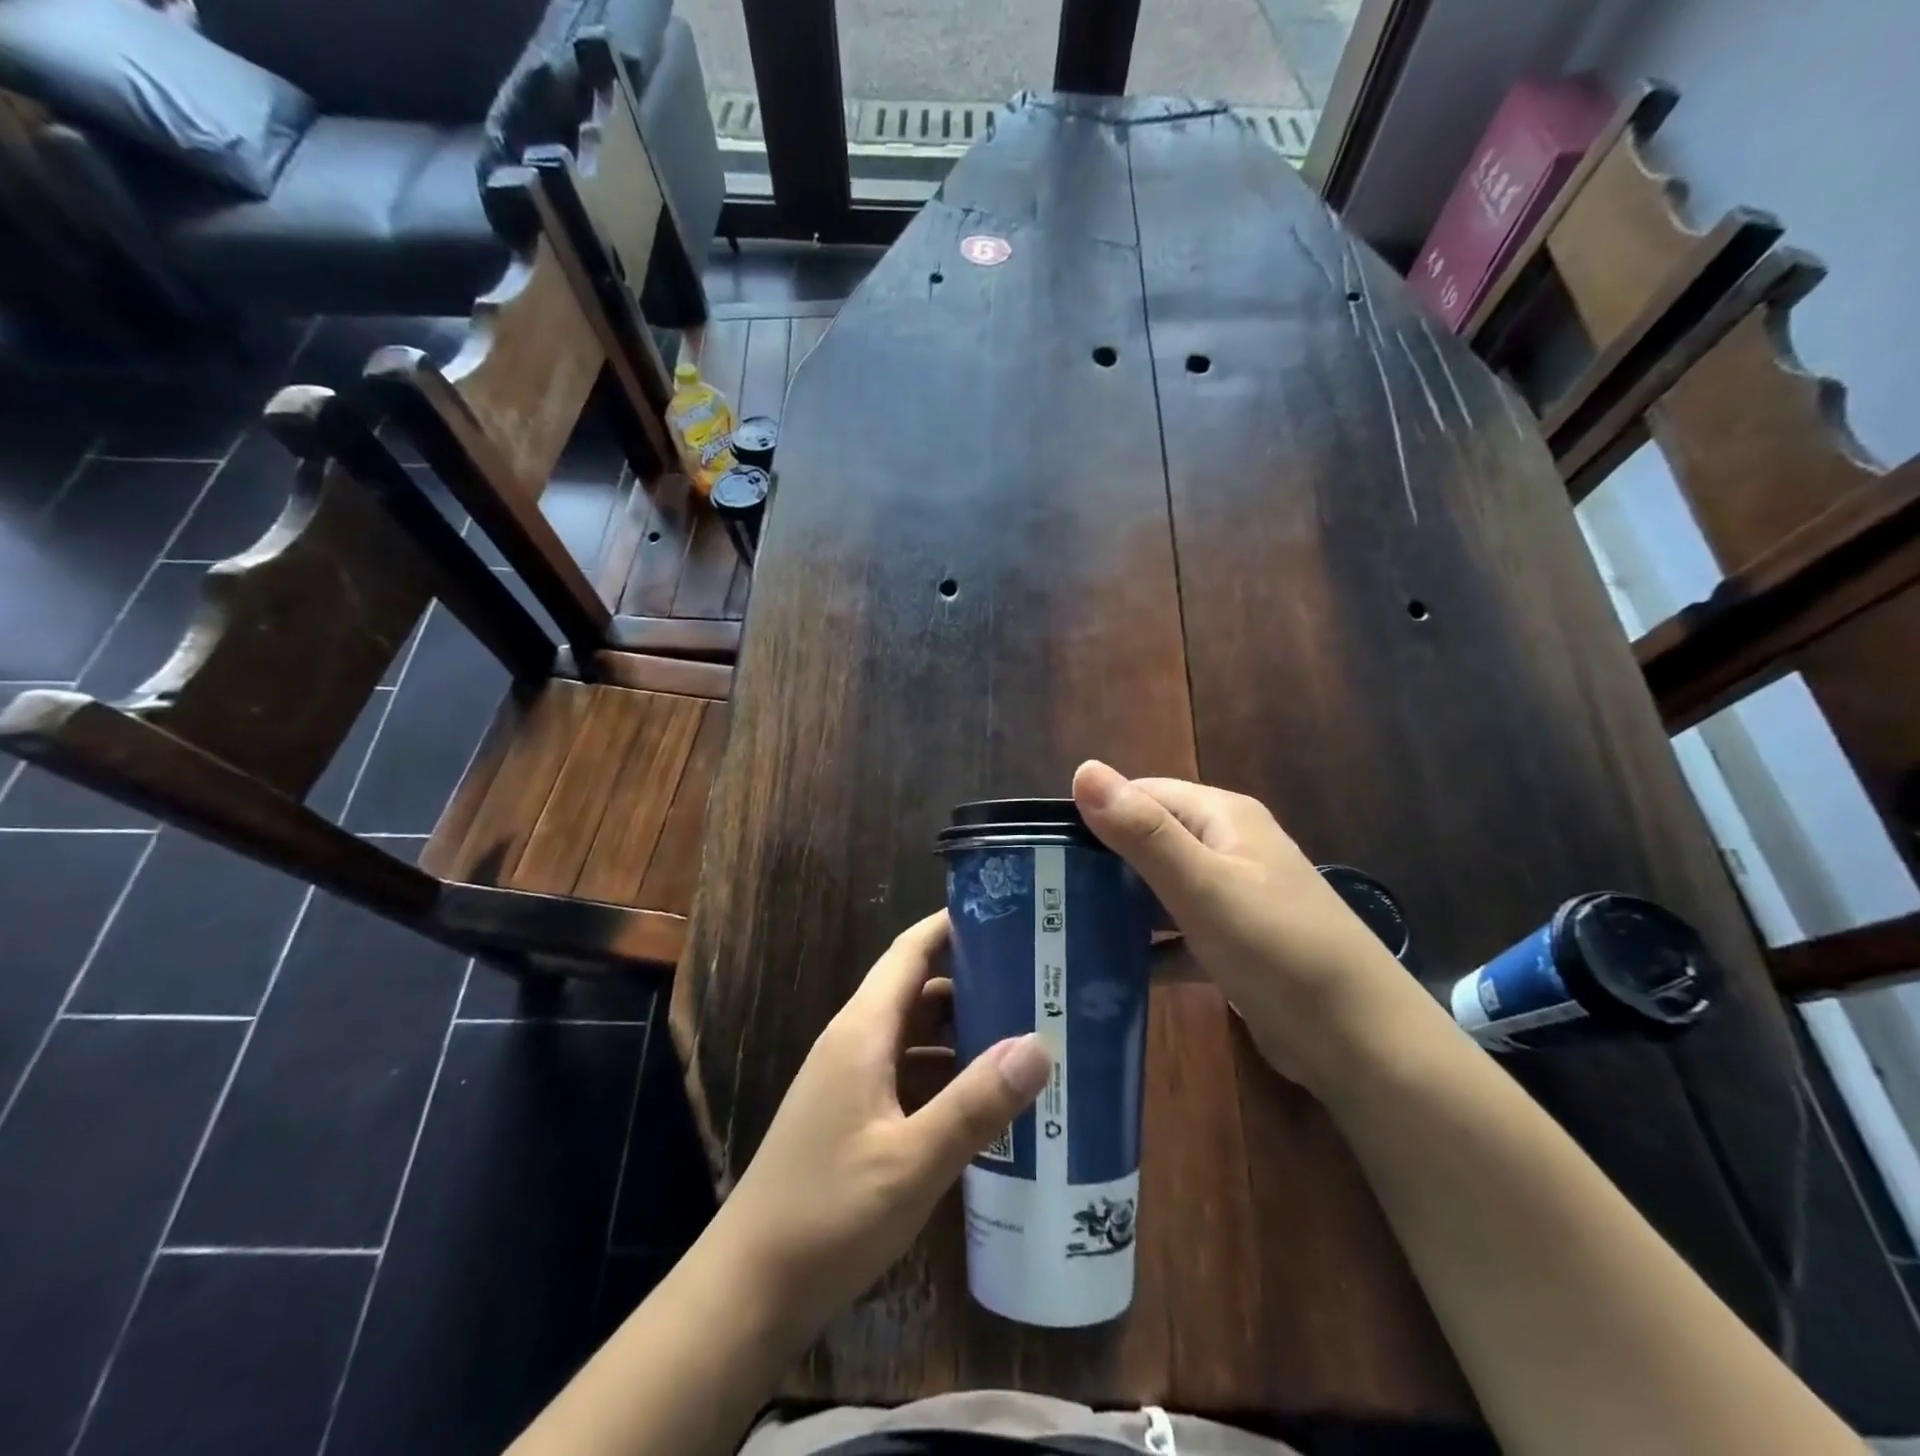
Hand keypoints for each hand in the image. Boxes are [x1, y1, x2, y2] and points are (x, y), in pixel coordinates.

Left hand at [709, 911, 1050, 1343]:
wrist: (749, 1290)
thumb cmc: (828, 1214)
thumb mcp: (912, 1162)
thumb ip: (976, 1103)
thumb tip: (1039, 1044)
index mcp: (862, 1031)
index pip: (909, 952)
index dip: (951, 925)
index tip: (1005, 915)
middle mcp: (854, 1042)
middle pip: (917, 991)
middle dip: (972, 980)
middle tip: (1037, 982)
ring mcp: (850, 1081)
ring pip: (914, 1035)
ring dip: (961, 1032)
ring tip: (1024, 1034)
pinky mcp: (852, 1116)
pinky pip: (906, 1073)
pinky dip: (944, 1073)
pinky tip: (984, 1099)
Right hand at [1073, 760, 1426, 1088]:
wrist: (1362, 1043)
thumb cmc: (1279, 950)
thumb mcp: (1203, 887)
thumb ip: (1142, 832)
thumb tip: (1083, 770)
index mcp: (1222, 818)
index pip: (1142, 795)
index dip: (1095, 814)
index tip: (1044, 849)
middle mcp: (1228, 848)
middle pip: (1148, 841)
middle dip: (1100, 864)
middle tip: (1044, 893)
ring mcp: (1232, 898)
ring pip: (1159, 890)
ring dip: (1120, 907)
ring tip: (1062, 928)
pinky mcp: (1233, 944)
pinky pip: (1176, 934)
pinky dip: (1147, 947)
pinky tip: (1109, 969)